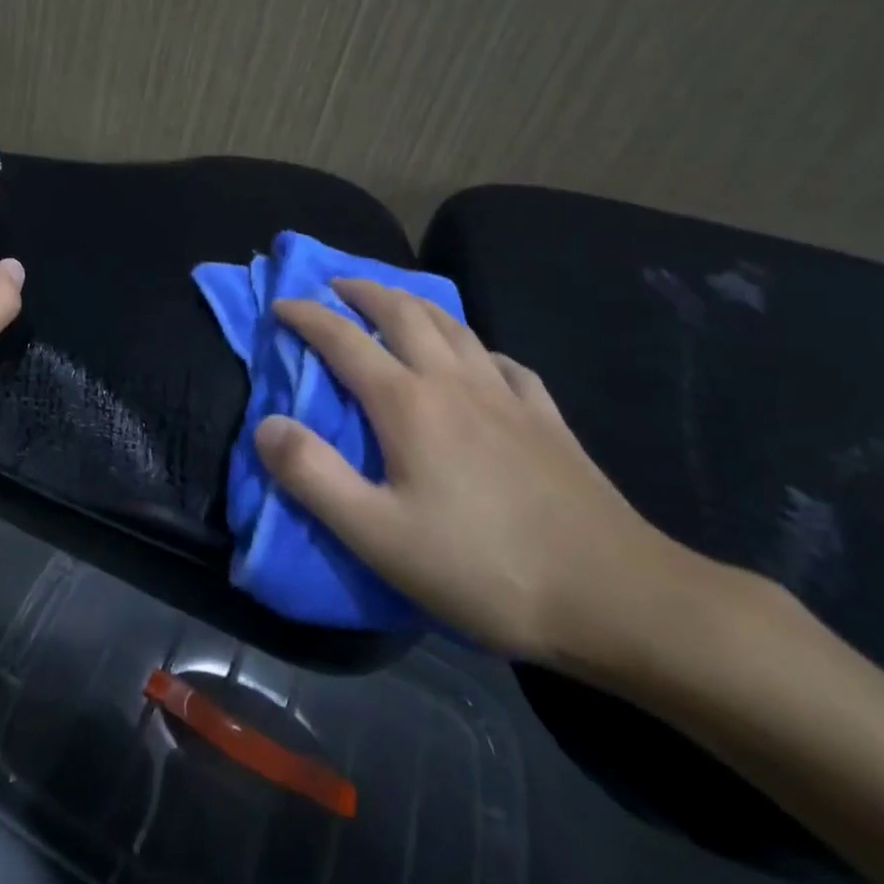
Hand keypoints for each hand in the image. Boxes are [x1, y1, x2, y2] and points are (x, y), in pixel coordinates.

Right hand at [255, 280, 683, 666]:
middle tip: (336, 286)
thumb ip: (312, 475)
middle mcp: (454, 382)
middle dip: (363, 292)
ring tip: (396, 302)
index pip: (343, 339)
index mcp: (408, 403)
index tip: (281, 304)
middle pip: (403, 313)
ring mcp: (507, 396)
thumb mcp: (378, 534)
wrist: (618, 597)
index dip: (307, 316)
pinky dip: (477, 347)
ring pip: (454, 325)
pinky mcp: (547, 419)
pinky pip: (504, 362)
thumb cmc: (484, 567)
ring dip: (415, 303)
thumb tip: (265, 423)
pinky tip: (479, 360)